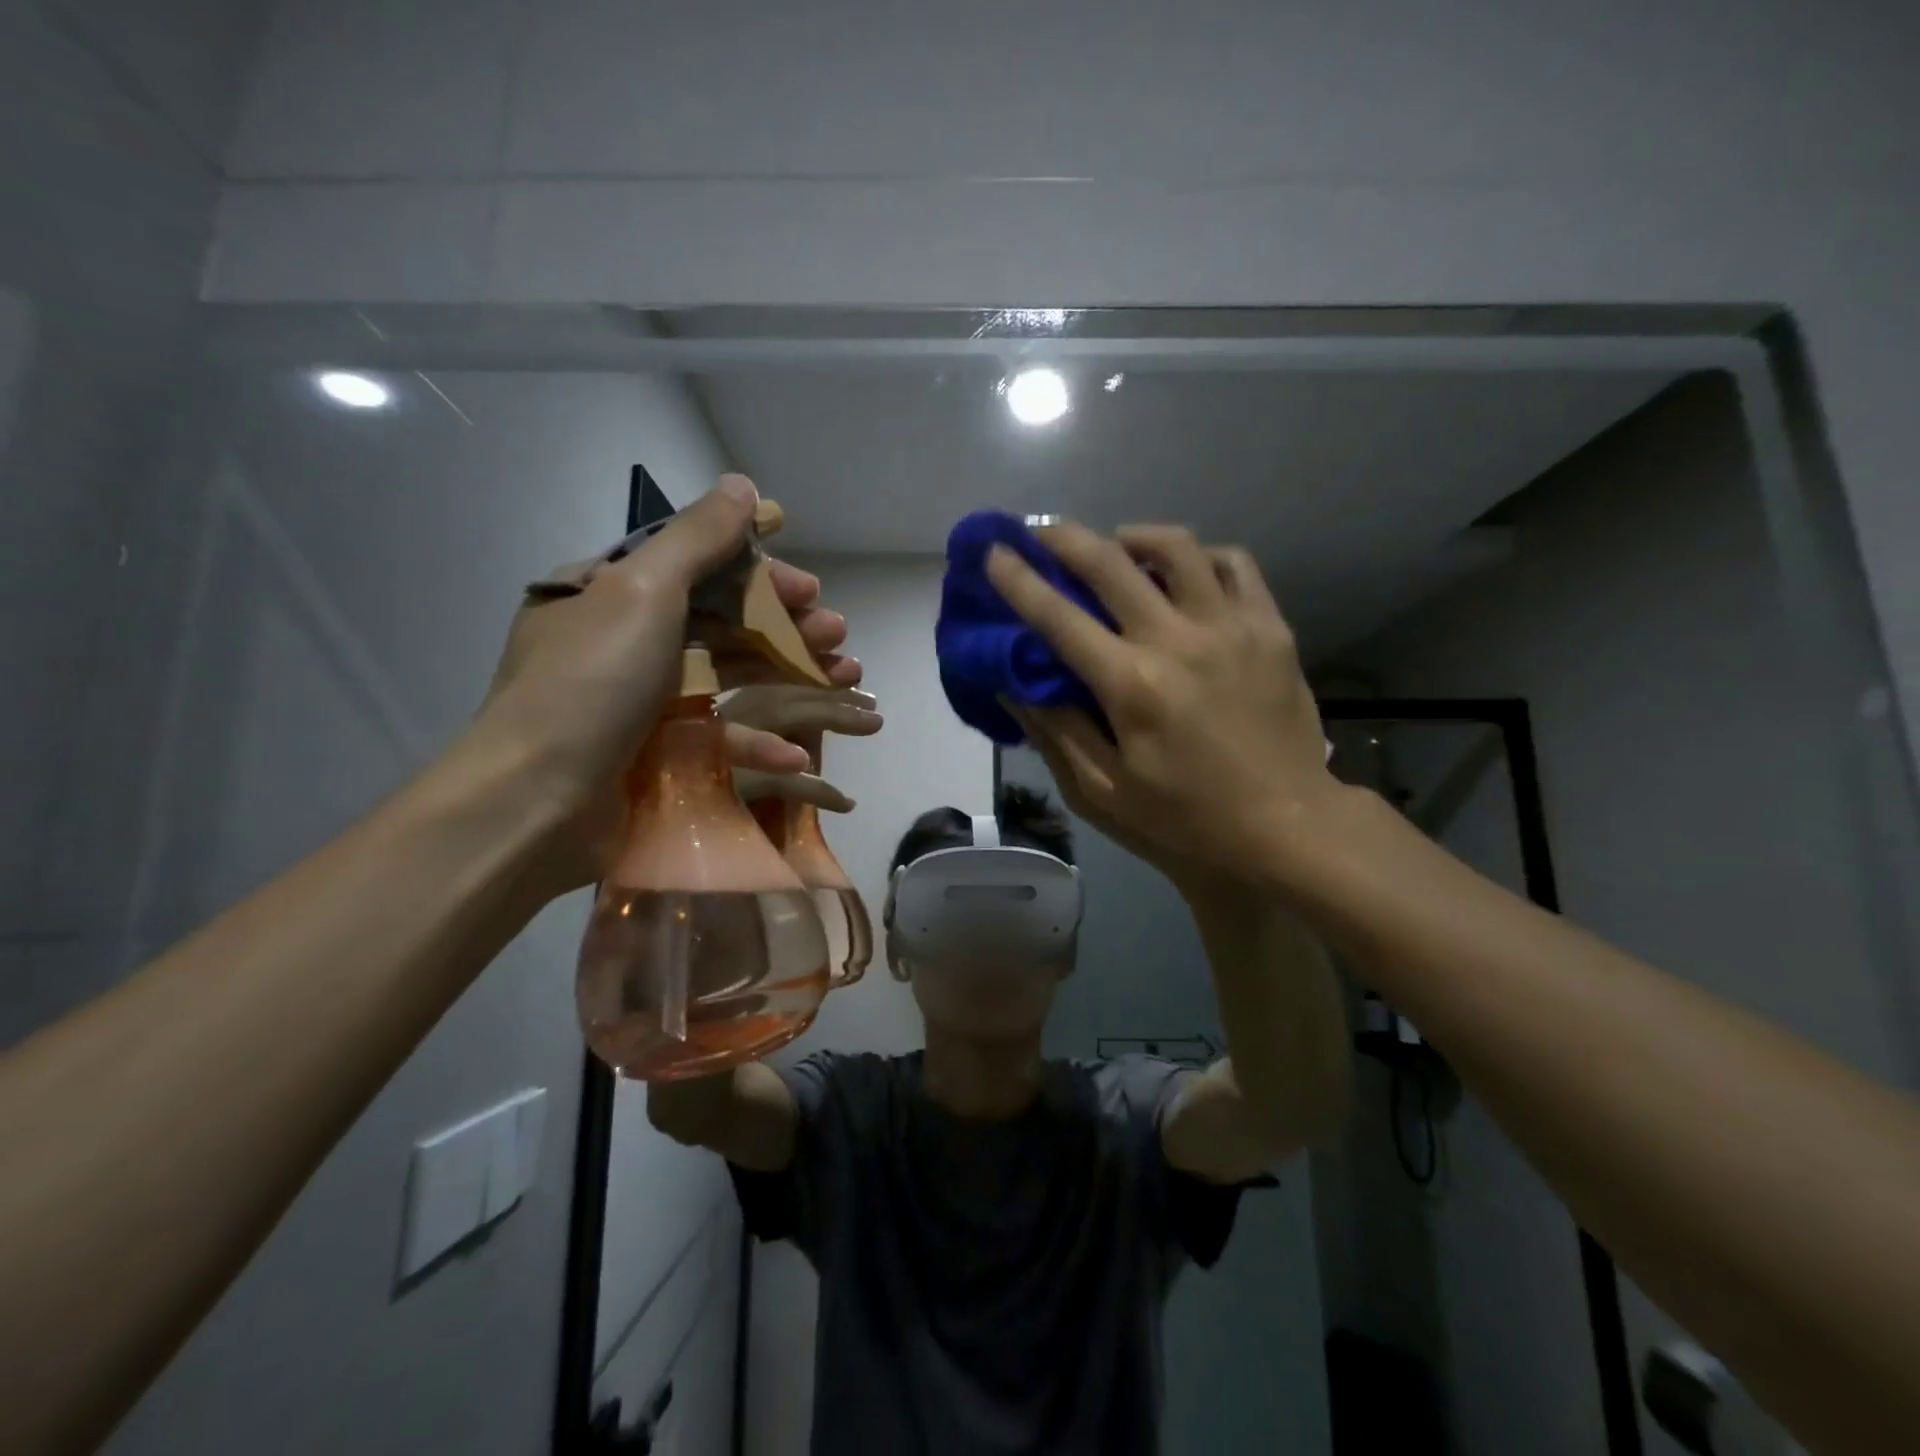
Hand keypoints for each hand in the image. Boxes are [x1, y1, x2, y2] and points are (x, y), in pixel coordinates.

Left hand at [477, 473, 861, 888]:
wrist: (534, 803)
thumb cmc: (590, 682)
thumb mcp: (641, 590)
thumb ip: (697, 538)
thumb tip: (742, 485)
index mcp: (607, 593)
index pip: (695, 566)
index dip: (757, 572)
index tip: (808, 586)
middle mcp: (623, 641)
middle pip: (721, 621)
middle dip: (785, 624)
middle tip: (836, 632)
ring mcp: (641, 702)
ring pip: (730, 676)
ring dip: (789, 673)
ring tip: (843, 676)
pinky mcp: (657, 755)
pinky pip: (717, 735)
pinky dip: (759, 740)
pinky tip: (799, 748)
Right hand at [987, 521, 1334, 882]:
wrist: (1287, 825)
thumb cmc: (1186, 818)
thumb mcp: (1105, 792)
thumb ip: (1056, 731)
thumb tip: (1011, 684)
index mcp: (1130, 685)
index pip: (1058, 617)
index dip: (1018, 580)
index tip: (993, 551)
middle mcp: (1177, 640)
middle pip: (1110, 562)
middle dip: (1064, 538)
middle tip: (1040, 530)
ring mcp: (1231, 626)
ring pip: (1177, 547)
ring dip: (1133, 536)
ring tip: (1116, 545)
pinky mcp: (1270, 628)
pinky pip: (1233, 564)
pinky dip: (1200, 557)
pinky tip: (1186, 572)